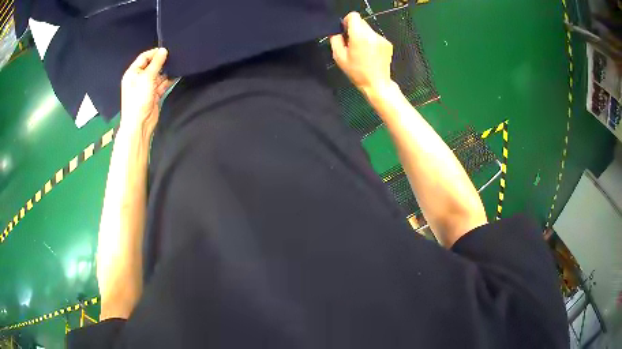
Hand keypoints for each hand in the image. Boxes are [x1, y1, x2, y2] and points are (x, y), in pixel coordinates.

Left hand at [120, 48, 171, 137]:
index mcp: (133, 73)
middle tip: (174, 56)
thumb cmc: (138, 100)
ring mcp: (147, 87)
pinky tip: (177, 74)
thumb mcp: (147, 78)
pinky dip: (169, 80)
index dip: (154, 53)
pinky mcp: (154, 94)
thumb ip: (156, 63)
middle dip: (162, 62)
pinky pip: (162, 84)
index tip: (166, 50)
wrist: (139, 124)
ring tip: (177, 65)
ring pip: (158, 75)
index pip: (144, 57)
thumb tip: (163, 50)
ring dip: (166, 71)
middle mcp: (139, 79)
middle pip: (152, 65)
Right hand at [330, 12, 393, 95]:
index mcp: (359, 36)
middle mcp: (372, 34)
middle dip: (355, 29)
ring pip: (368, 30)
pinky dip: (371, 41)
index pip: (354, 16)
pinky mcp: (388, 43)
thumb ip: (335, 40)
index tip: (345, 31)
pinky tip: (370, 54)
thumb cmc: (356, 72)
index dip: (347, 21)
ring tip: (361, 51)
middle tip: (352, 43)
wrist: (377, 83)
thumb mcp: (339, 57)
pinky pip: (375, 37)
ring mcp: (382, 38)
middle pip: (361, 22)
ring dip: (363, 36)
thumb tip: (337, 32)